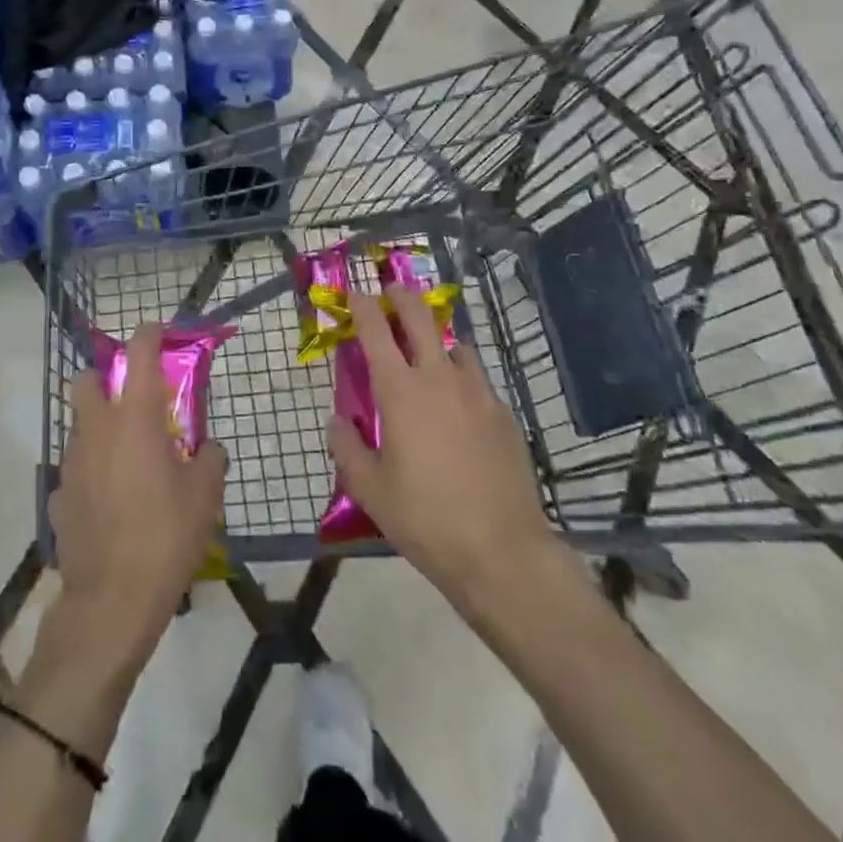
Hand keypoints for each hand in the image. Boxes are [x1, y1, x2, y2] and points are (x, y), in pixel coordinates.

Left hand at [53, 324, 226, 655]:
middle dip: (103, 378)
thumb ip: (210, 459)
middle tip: (131, 400)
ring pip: (79, 427)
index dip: (149, 334)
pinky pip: (74, 471)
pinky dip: (90, 474)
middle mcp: (97, 430)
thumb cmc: (166, 536)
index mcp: (135, 418)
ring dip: (99, 429)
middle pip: (85, 380)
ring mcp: (70, 463)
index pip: (139, 353)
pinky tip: (108, 501)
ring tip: (127, 460)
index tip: (158, 330)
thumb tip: (209, 449)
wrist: (111, 601)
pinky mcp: (57, 497)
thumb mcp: (205, 496)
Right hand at [329, 287, 573, 615]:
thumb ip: (347, 448)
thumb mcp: (370, 490)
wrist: (501, 550)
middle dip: (402, 297)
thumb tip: (339, 421)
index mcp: (400, 391)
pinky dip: (461, 374)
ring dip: (436, 337)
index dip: (362, 306)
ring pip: (455, 345)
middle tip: (392, 291)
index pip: (375, 331)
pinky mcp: (503, 413)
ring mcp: (477, 393)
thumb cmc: (425, 518)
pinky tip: (459, 401)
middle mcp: (439, 378)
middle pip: (420, 318)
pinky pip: (477, 378)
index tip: (354, 292)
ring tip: (428, 350)